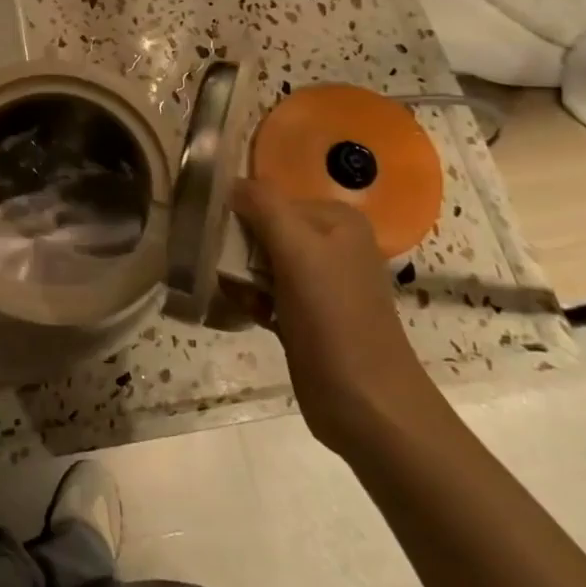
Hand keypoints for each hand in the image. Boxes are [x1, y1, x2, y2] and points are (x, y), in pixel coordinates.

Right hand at [229, 181, 444, 454]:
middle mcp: (331, 243)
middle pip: (263, 229)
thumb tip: (231, 181)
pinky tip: (250, 314)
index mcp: (336, 219)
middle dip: (239, 251)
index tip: (219, 240)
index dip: (240, 216)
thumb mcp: (298, 251)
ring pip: (260, 262)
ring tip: (243, 299)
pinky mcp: (308, 314)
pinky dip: (252, 300)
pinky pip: (266, 291)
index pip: (270, 198)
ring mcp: (320, 281)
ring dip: (241, 278)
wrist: (367, 405)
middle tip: (230, 274)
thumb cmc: (333, 320)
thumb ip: (264, 207)